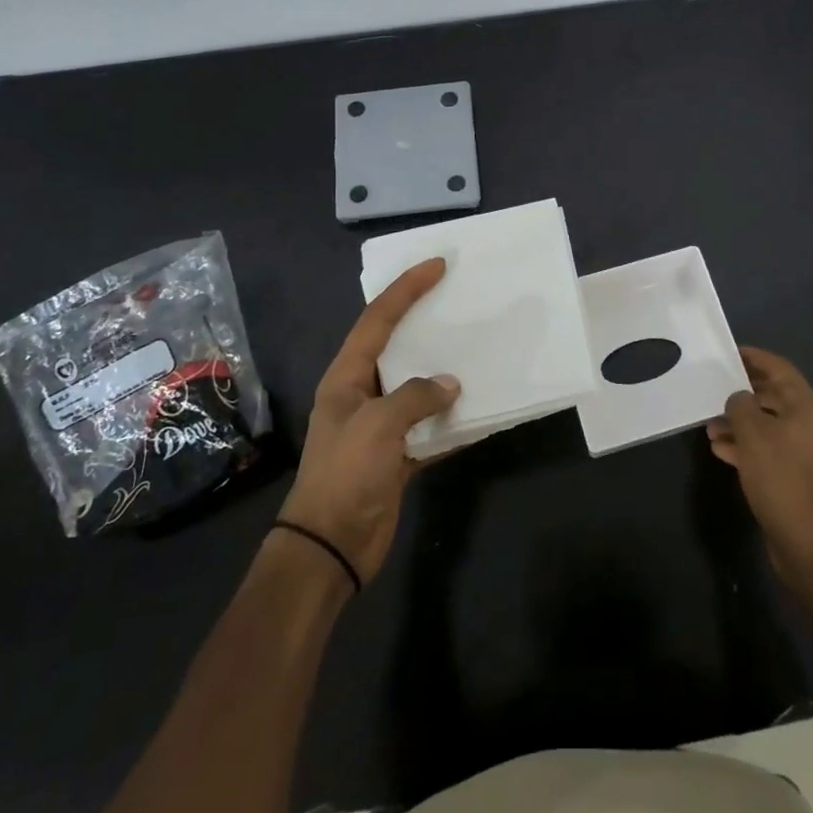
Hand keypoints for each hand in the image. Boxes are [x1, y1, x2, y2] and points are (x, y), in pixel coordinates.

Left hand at [278, 258, 458, 584]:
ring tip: (478, 349)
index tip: (437, 266)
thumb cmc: (345, 475)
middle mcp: (364, 394)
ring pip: (419, 387)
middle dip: (426, 323)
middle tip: (460, 301)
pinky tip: (482, 412)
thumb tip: (450, 384)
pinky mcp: (399, 455)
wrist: (330, 546)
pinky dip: (454, 421)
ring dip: (445, 373)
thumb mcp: (378, 426)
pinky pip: (432, 427)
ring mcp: (382, 426)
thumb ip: (416, 397)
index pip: (378, 320)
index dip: (406, 289)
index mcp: (347, 377)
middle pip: (398, 347)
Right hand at [707, 347, 812, 582]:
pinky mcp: (795, 478)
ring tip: (709, 426)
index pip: (780, 369)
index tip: (730, 353)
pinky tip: (720, 450)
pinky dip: (745, 446)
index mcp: (806, 406)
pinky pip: (767, 451)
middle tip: (713, 391)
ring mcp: (804, 453)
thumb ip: (740, 405)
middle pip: (773, 397)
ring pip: (767, 426)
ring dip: (739, 423)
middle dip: (742, 394)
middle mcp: (809, 425)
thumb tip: (738, 398)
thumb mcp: (753, 433)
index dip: (756, 358)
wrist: (808, 541)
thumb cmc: (781, 476)